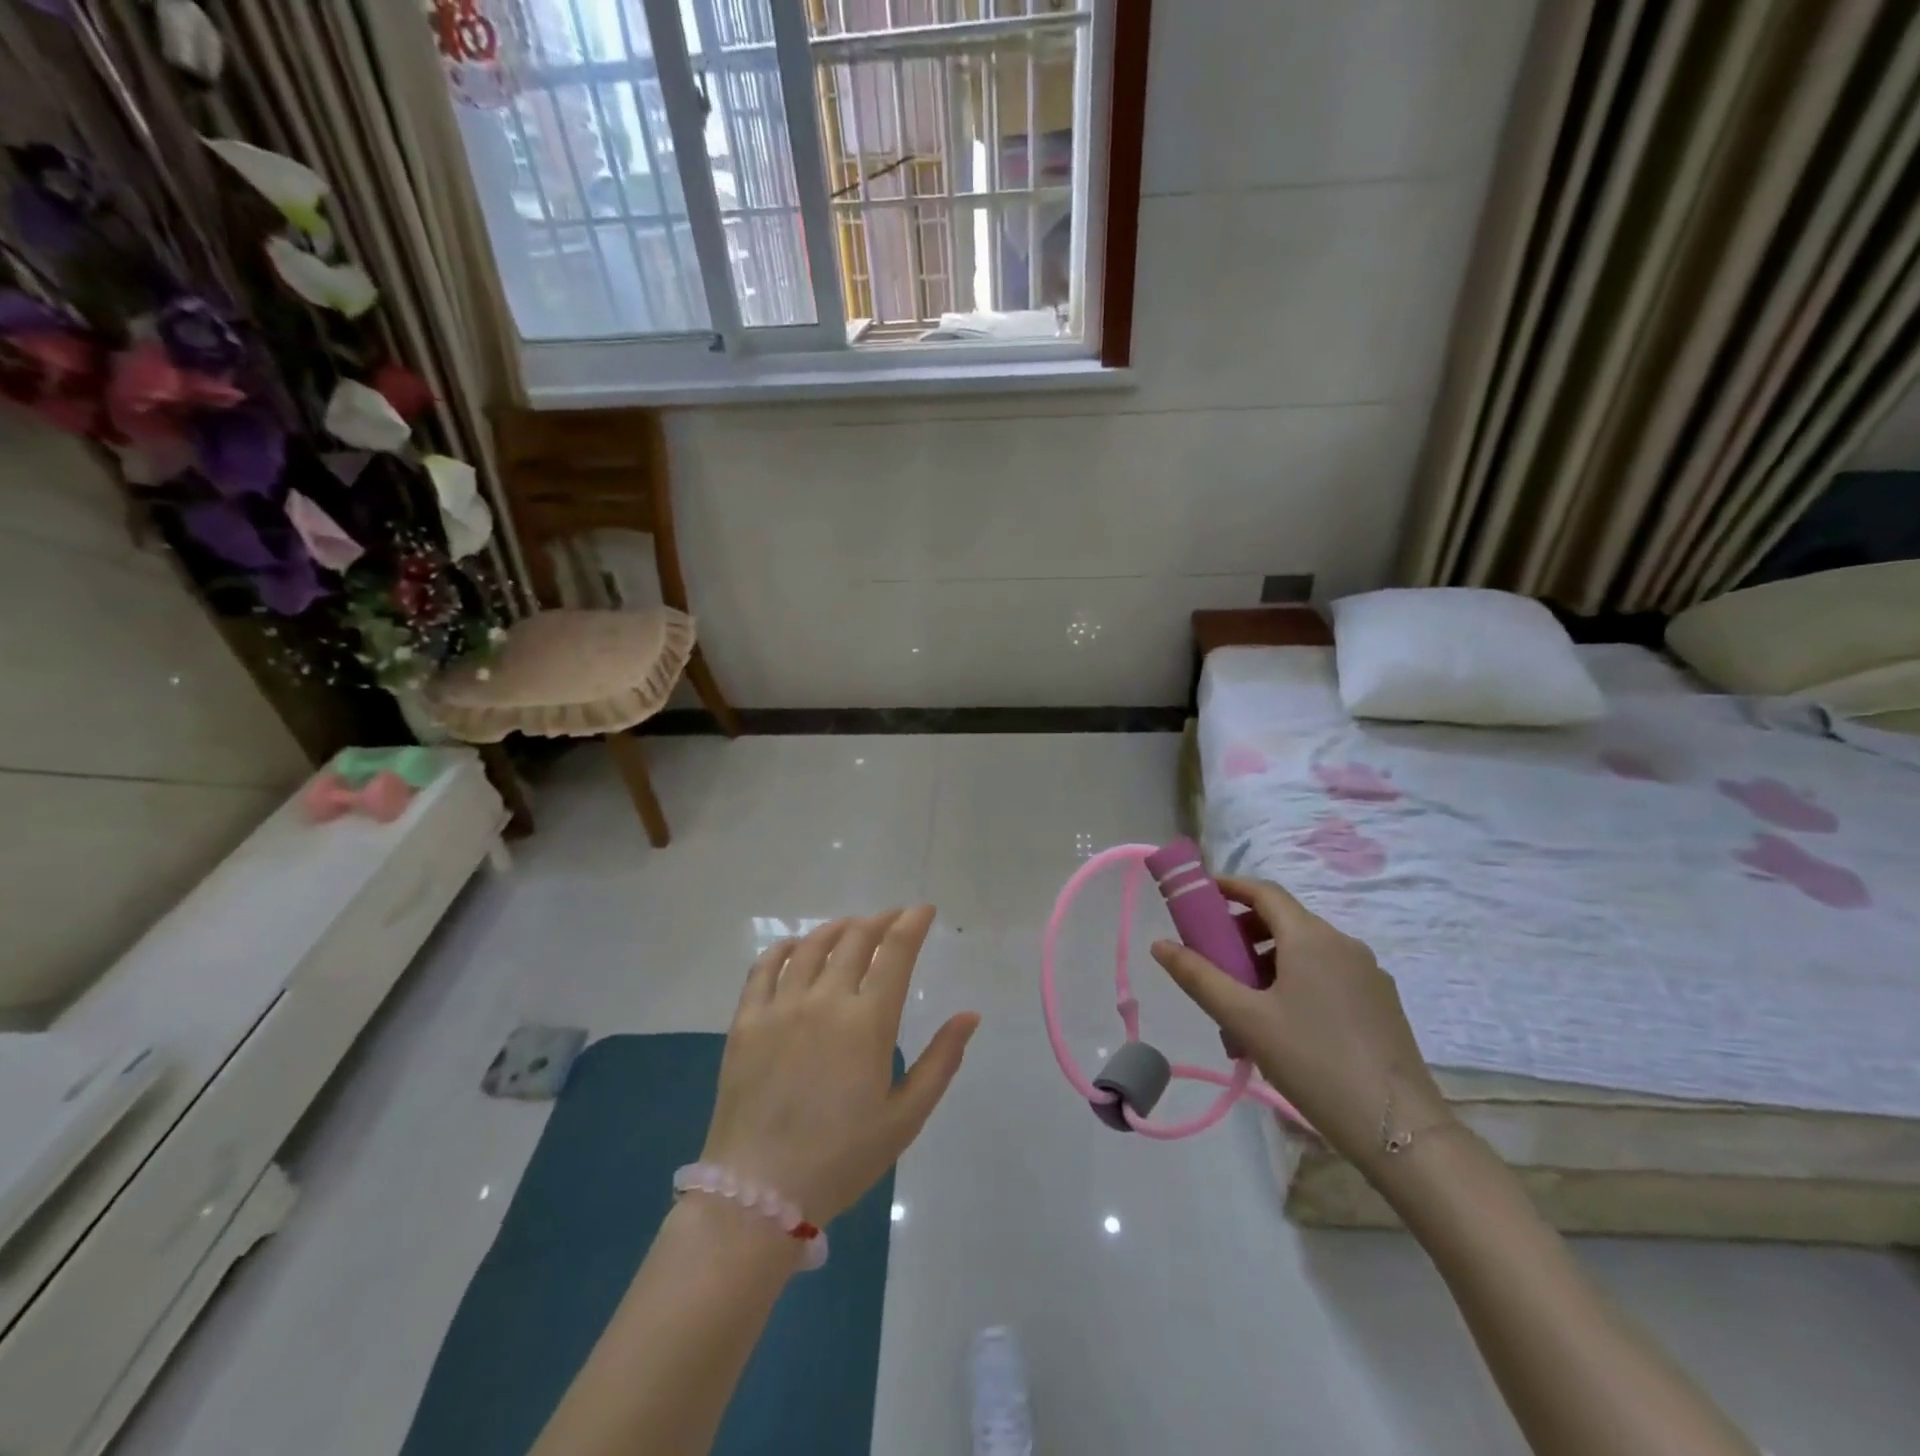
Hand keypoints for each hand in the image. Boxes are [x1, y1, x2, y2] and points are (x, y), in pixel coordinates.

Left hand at [701, 907, 978, 1225]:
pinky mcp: (746, 1020)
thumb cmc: (842, 1158)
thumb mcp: (905, 1117)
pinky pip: (764, 967)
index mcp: (867, 1021)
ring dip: (837, 928)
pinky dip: (785, 948)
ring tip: (851, 928)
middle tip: (892, 920)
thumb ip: (941, 1061)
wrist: (758, 1193)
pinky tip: (795, 947)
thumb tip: (970, 1015)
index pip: (896, 951)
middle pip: (855, 938)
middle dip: (880, 921)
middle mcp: (824, 999)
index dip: (913, 923)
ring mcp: (780, 1006)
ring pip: (811, 945)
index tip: (924, 911)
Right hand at [1149, 876, 1451, 1175]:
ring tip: (1243, 1003)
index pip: (1264, 891)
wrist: (1400, 1128)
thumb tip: (1159, 944)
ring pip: (1306, 951)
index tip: (1200, 896)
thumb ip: (1198, 976)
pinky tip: (1283, 1025)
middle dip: (1244, 932)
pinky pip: (1328, 975)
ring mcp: (1368, 974)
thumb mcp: (1244, 1018)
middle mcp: (1343, 943)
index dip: (1229, 887)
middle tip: (1215, 959)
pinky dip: (1297, 981)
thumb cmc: (1312, 1061)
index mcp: (1311, 937)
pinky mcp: (1382, 1003)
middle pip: (1284, 920)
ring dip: (1268, 962)